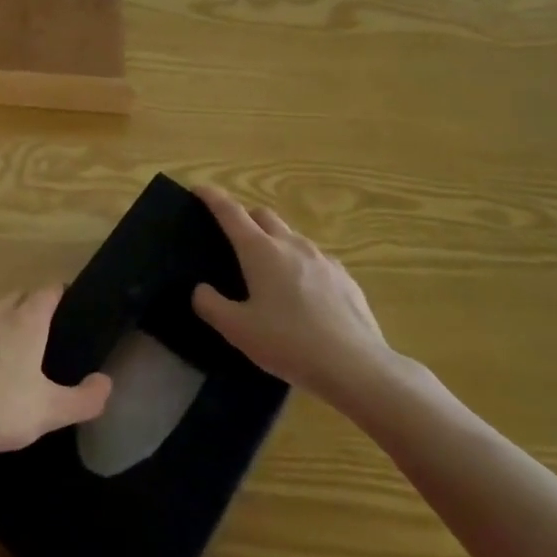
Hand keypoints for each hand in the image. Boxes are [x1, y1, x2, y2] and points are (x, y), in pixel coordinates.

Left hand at [0, 287, 112, 478]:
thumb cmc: (0, 409)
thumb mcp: (51, 411)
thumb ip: (84, 399)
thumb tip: (106, 382)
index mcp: (25, 321)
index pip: (48, 290)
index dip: (62, 292)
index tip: (73, 304)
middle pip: (20, 295)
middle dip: (35, 304)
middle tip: (50, 329)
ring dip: (9, 320)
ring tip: (21, 348)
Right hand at [191, 186, 395, 411]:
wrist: (356, 367)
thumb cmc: (289, 343)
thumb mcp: (237, 330)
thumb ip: (210, 305)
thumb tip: (201, 289)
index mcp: (260, 251)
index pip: (231, 212)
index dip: (212, 197)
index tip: (199, 189)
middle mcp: (291, 245)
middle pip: (264, 215)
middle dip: (245, 217)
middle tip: (232, 237)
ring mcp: (323, 259)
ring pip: (291, 236)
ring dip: (273, 240)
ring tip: (267, 269)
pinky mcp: (345, 277)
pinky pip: (315, 259)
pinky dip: (299, 263)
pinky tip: (301, 292)